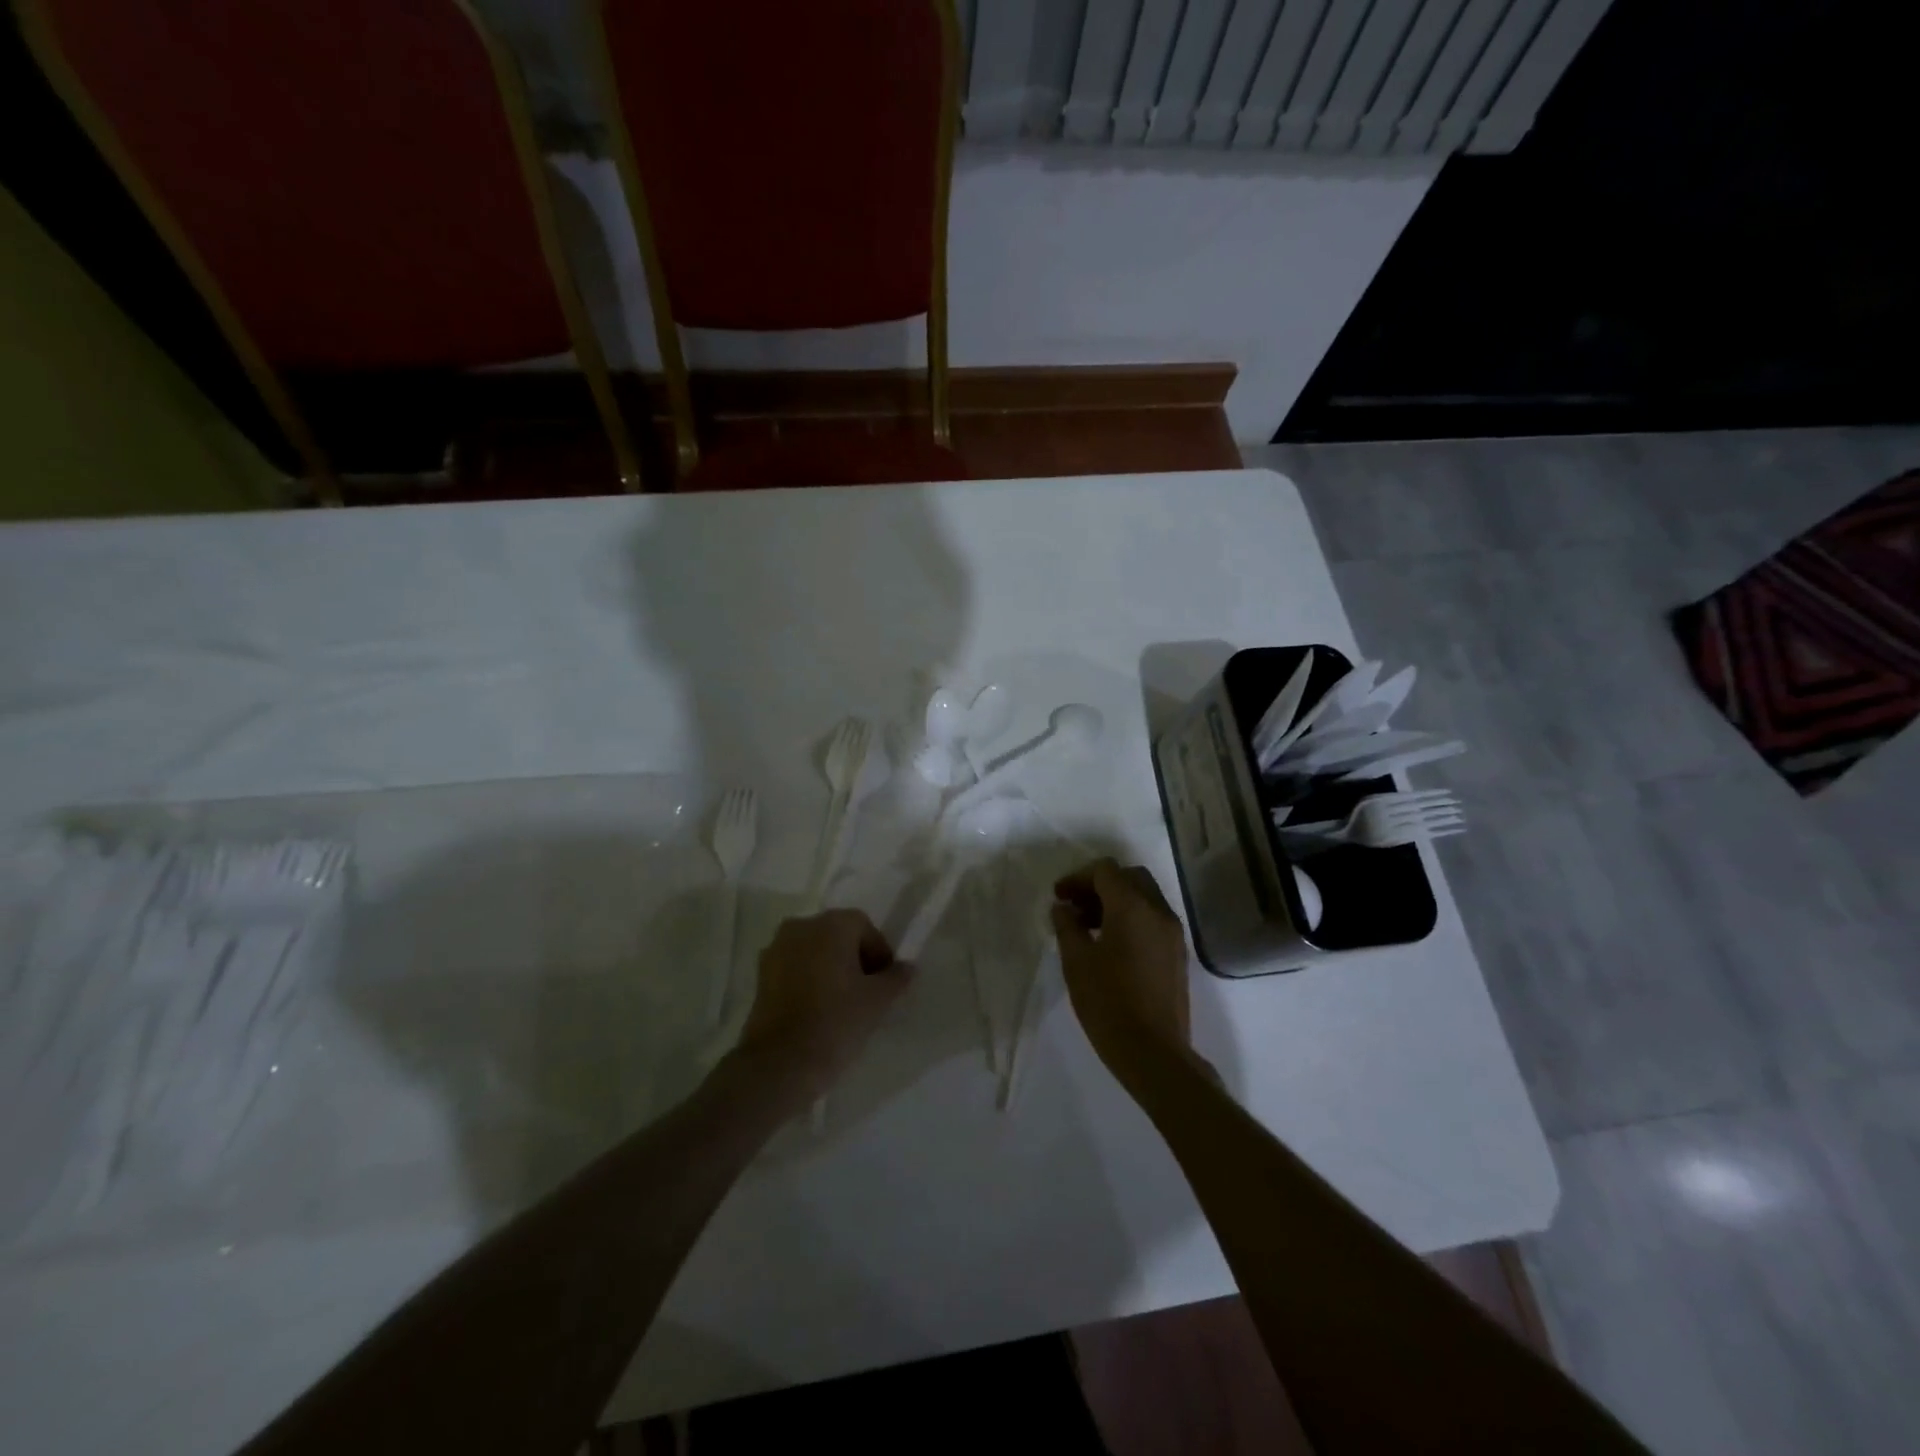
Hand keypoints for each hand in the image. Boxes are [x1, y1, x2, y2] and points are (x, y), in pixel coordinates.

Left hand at [732, 909, 910, 1106]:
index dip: (879, 953)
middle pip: (837, 935)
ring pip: (814, 951)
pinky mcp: (760, 975)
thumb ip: (896, 978)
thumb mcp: (877, 1001)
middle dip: (854, 958)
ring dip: (830, 968)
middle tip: (867, 993)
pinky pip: (794, 967)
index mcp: (831, 924)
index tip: (885, 983)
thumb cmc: (836, 1022)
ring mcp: (776, 949)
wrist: (779, 1063)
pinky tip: (817, 1009)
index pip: (864, 927)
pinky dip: (808, 980)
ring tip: (842, 1003)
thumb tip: (906, 967)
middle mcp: (801, 926)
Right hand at [1050, 858, 1192, 1077]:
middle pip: (1129, 877)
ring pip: (1144, 896)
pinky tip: (1111, 944)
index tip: (1058, 897)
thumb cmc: (1108, 1003)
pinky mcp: (1177, 953)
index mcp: (1132, 906)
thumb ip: (1067, 926)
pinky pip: (1153, 918)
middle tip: (1074, 906)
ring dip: (1116, 900)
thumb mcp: (1076, 961)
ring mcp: (1172, 932)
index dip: (1077, 878)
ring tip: (1088, 927)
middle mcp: (1158, 911)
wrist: (1153, 1052)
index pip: (1105, 870)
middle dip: (1099, 884)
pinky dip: (1131, 917)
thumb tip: (1063, 907)